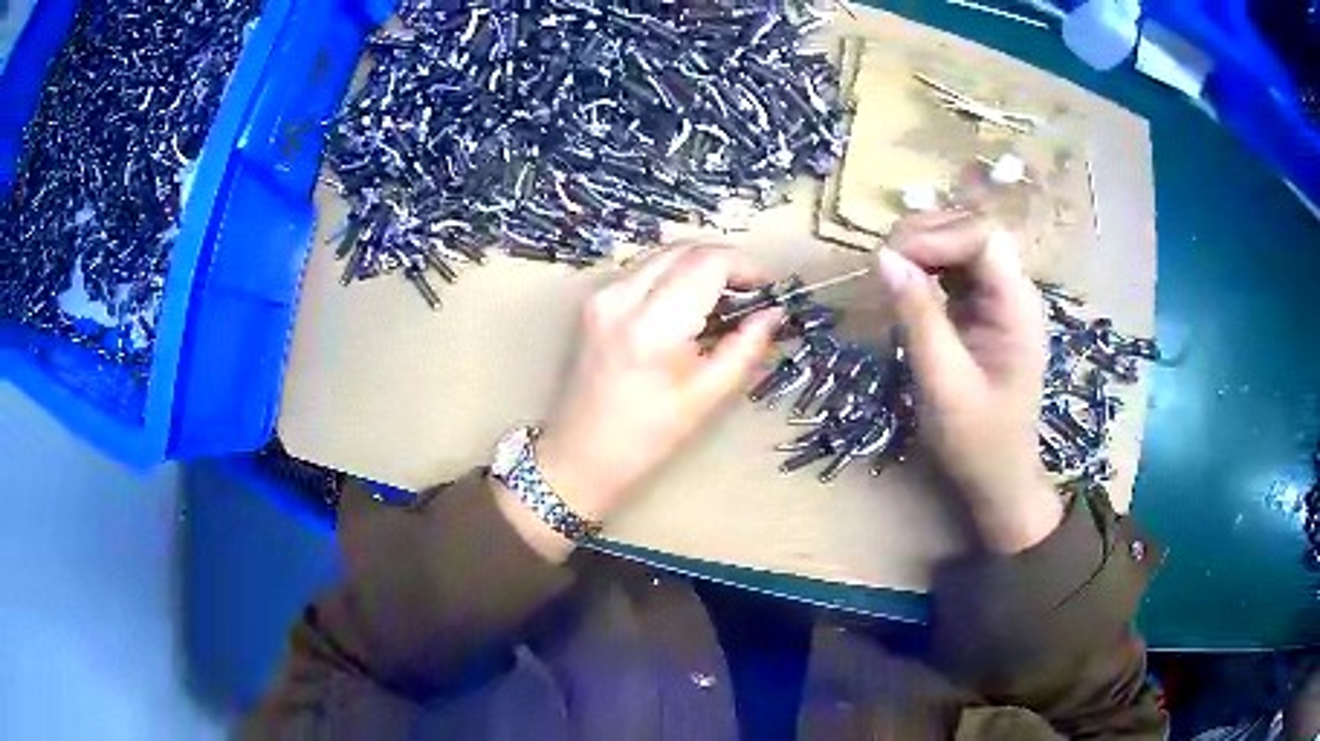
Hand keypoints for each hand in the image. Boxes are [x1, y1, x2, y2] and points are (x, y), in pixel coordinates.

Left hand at [536, 246, 782, 523]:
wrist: (580, 453)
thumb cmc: (647, 436)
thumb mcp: (707, 396)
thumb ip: (745, 347)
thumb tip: (774, 313)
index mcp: (652, 326)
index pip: (707, 263)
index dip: (745, 266)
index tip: (767, 287)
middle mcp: (621, 297)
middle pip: (684, 248)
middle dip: (724, 261)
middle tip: (750, 291)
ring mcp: (601, 295)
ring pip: (663, 254)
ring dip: (698, 264)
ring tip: (724, 297)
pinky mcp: (593, 300)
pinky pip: (643, 268)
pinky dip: (673, 274)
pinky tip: (689, 303)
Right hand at [876, 211, 1061, 552]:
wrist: (999, 477)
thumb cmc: (977, 441)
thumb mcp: (943, 384)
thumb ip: (918, 318)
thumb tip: (884, 258)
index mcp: (1017, 309)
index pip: (984, 238)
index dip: (938, 237)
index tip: (892, 259)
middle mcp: (1014, 293)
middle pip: (973, 232)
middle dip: (926, 236)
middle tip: (883, 264)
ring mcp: (1000, 300)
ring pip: (962, 245)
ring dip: (923, 248)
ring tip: (888, 270)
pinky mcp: (984, 310)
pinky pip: (955, 269)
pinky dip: (926, 267)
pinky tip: (905, 284)